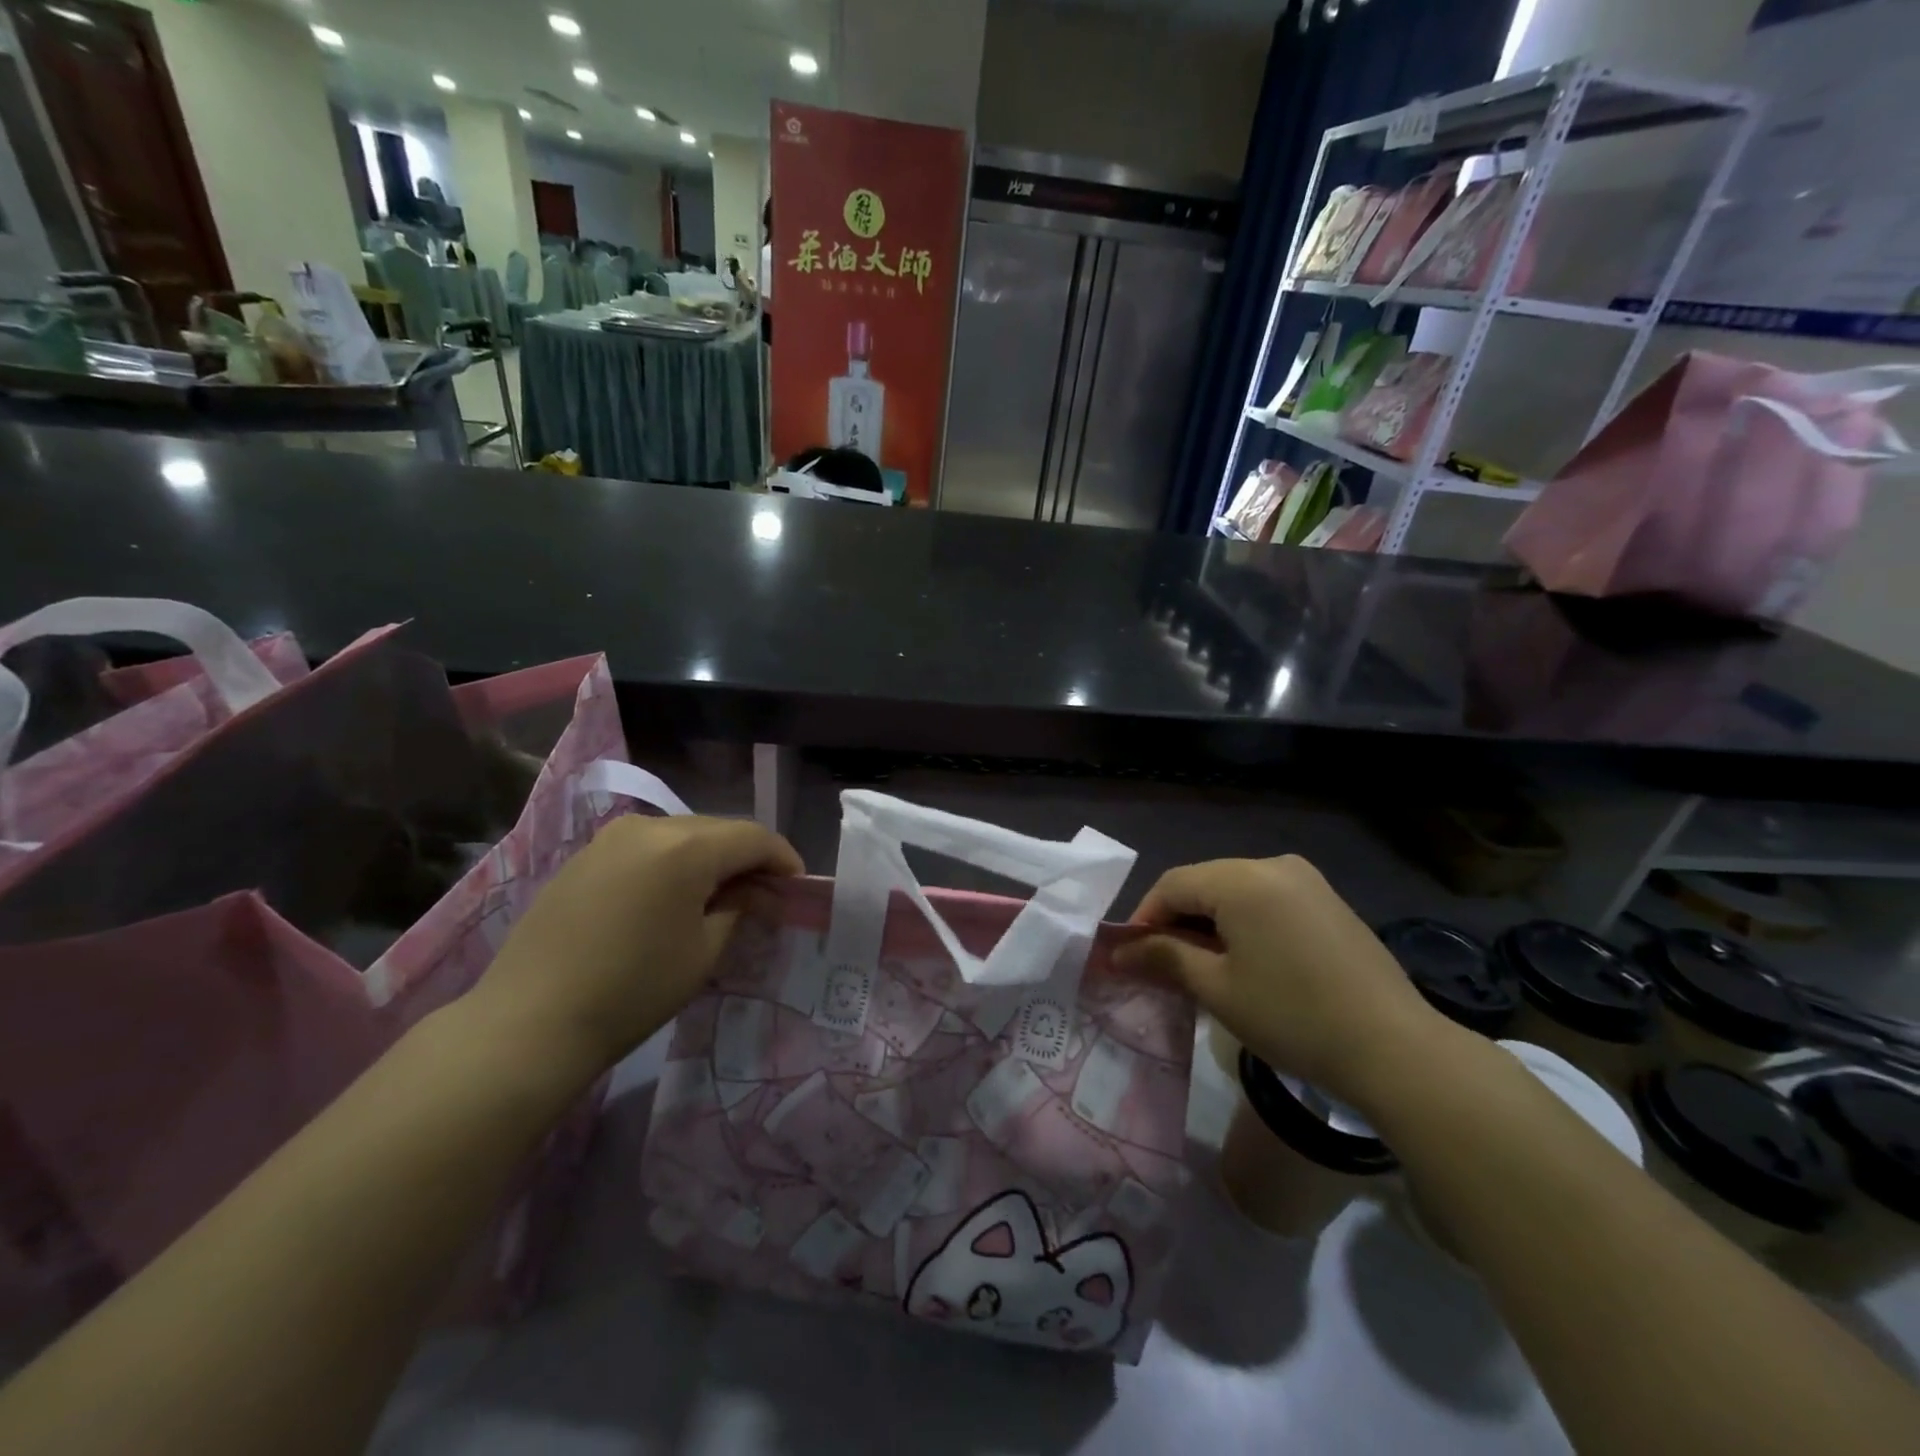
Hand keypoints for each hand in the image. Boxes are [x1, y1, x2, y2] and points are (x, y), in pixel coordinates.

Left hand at [471, 814, 802, 1079]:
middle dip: (747, 856)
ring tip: (721, 894)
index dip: (783, 857)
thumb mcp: (703, 951)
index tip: (798, 884)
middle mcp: (649, 827)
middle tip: (764, 892)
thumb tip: (751, 892)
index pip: (752, 837)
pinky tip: (673, 895)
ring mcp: (610, 838)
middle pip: (717, 829)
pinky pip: (646, 847)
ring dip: (709, 857)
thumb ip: (738, 908)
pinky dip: (672, 862)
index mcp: (685, 847)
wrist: (529, 1022)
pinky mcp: (585, 856)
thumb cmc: (632, 990)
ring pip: (681, 835)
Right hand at [1113, 856, 1446, 1107]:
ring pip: (1235, 892)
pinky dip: (1244, 924)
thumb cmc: (1293, 1016)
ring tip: (1202, 968)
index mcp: (1243, 879)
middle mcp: (1274, 865)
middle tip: (1162, 966)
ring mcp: (1307, 881)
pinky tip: (1246, 962)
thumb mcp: (1217, 989)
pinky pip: (1268, 901)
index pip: (1173, 884)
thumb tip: (1118, 951)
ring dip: (1209, 923)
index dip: (1144, 918)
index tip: (1130, 957)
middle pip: (1204, 883)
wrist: (1396, 1050)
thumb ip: (1163, 958)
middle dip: (1177, 921)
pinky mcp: (1329, 902)